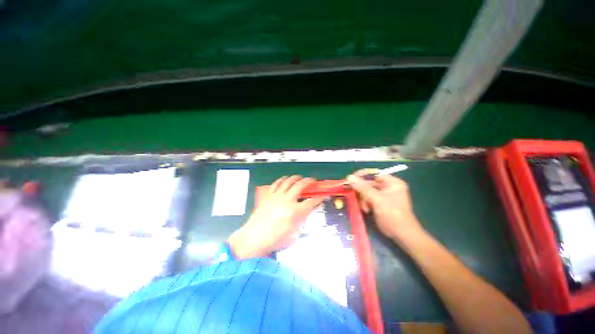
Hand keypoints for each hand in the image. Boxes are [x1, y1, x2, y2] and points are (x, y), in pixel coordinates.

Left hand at [228, 176, 324, 258]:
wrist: (254, 238)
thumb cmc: (275, 239)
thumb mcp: (294, 234)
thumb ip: (301, 220)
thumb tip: (304, 212)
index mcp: (296, 211)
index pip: (312, 201)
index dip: (319, 198)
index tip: (322, 196)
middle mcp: (287, 200)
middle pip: (301, 185)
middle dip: (309, 181)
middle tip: (312, 180)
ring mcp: (277, 196)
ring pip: (289, 181)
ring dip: (296, 178)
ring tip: (300, 178)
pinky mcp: (268, 195)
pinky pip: (276, 183)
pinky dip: (283, 179)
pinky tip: (285, 179)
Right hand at [347, 170, 422, 242]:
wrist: (401, 235)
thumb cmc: (392, 214)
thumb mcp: (377, 199)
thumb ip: (363, 187)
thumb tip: (349, 177)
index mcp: (392, 183)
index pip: (374, 174)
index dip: (363, 175)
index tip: (351, 179)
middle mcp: (388, 187)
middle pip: (369, 184)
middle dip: (363, 192)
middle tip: (357, 197)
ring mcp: (383, 196)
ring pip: (366, 192)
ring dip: (364, 199)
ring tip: (366, 208)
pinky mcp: (379, 204)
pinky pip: (367, 199)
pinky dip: (365, 204)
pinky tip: (367, 210)